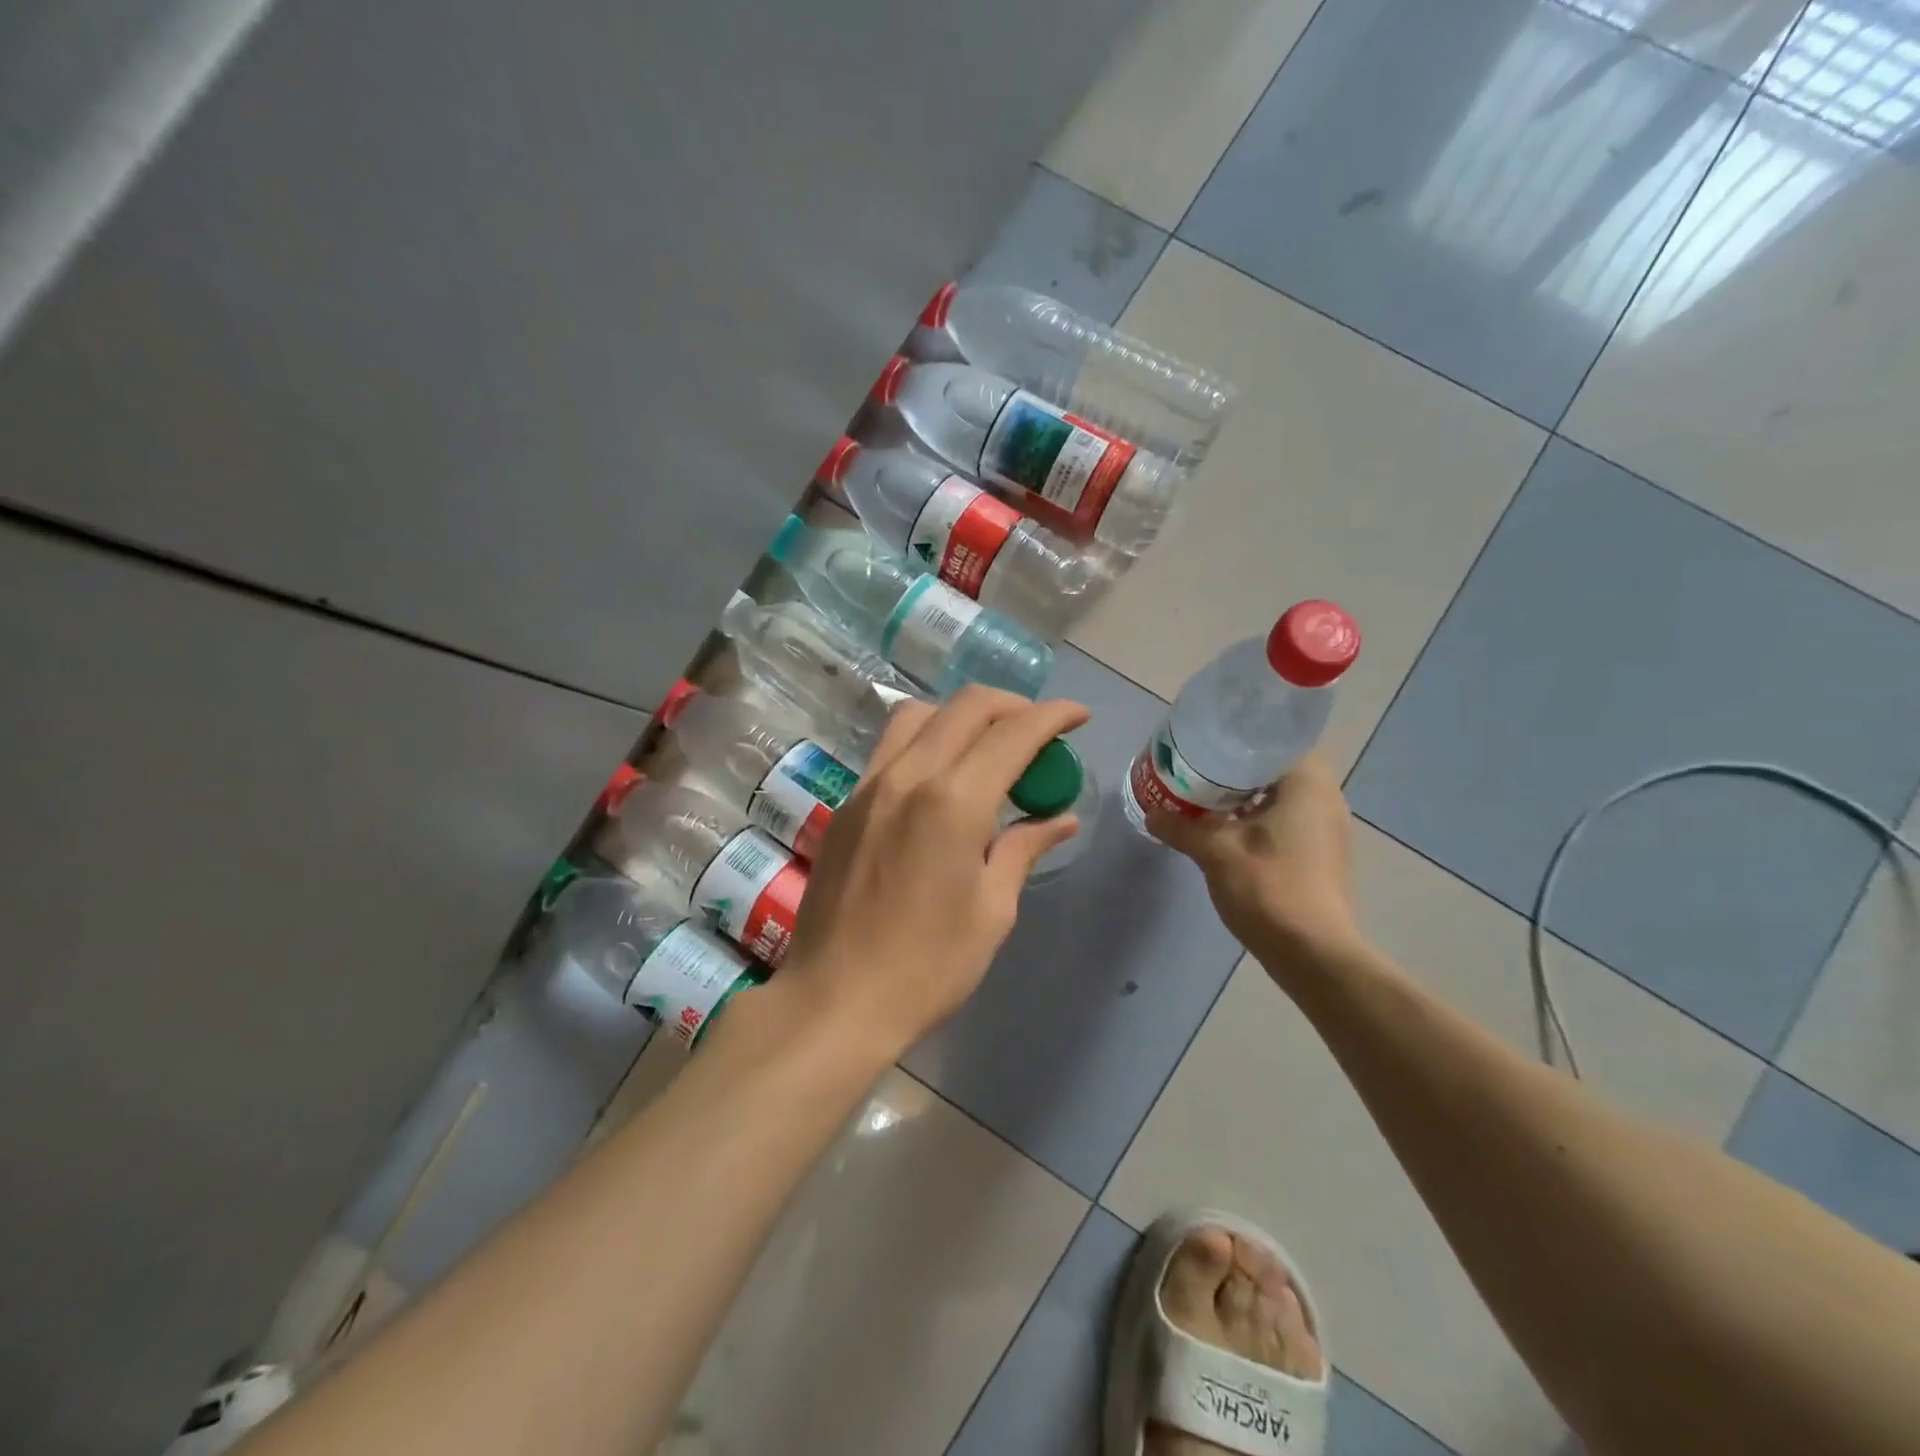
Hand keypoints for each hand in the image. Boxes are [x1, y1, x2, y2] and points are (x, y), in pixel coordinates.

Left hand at [775, 686, 1089, 1057]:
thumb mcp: (992, 911)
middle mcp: (908, 776)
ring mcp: (869, 786)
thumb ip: (1024, 849)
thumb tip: (1060, 818)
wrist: (835, 1000)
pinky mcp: (847, 804)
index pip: (1013, 733)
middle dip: (1013, 705)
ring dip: (963, 715)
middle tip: (1039, 730)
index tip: (1078, 716)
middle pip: (966, 707)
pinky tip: (941, 776)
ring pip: (919, 714)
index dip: (1053, 716)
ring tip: (988, 745)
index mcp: (953, 802)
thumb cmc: (927, 967)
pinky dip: (926, 739)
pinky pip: (891, 747)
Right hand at [1148, 754, 1362, 973]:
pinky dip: (1254, 818)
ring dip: (1242, 796)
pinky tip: (1222, 829)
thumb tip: (1151, 814)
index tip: (1206, 742)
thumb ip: (1181, 827)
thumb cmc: (1269, 888)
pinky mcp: (1319, 854)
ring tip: (1201, 796)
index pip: (1277, 739)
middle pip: (1274, 768)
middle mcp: (1325, 798)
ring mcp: (1325, 829)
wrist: (1313, 953)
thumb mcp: (1215, 852)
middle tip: (1195, 768)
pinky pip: (1283, 820)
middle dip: (1234, 768)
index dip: (1239, 737)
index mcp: (1308, 784)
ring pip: (1278, 796)